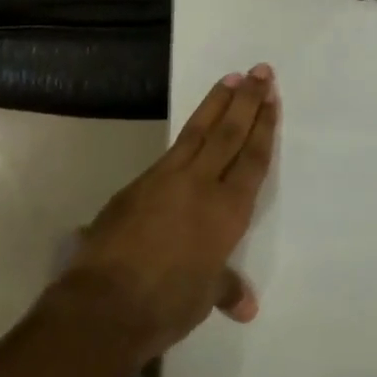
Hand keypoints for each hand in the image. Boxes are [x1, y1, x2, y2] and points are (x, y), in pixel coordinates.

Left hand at [45, 66, 278, 365]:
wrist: (105, 300)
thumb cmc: (166, 303)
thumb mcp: (202, 297)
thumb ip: (224, 288)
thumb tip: (245, 305)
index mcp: (225, 212)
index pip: (251, 160)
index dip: (263, 128)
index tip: (271, 98)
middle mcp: (199, 184)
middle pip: (228, 134)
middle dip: (246, 101)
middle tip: (260, 71)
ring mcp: (165, 178)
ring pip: (197, 131)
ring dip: (216, 103)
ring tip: (230, 79)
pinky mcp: (138, 182)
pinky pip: (172, 149)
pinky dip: (188, 133)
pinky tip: (193, 128)